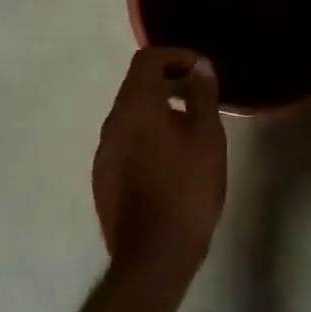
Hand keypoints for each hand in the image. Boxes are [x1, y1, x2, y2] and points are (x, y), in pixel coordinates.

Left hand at [93, 48, 226, 280]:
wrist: (154, 255)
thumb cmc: (188, 189)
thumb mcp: (207, 137)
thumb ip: (202, 94)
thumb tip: (199, 66)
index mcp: (136, 105)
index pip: (148, 59)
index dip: (177, 56)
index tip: (202, 71)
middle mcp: (113, 121)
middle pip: (137, 84)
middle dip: (169, 80)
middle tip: (200, 95)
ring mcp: (104, 150)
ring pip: (130, 113)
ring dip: (158, 107)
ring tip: (190, 126)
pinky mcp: (103, 176)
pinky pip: (125, 139)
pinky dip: (147, 132)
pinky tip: (170, 158)